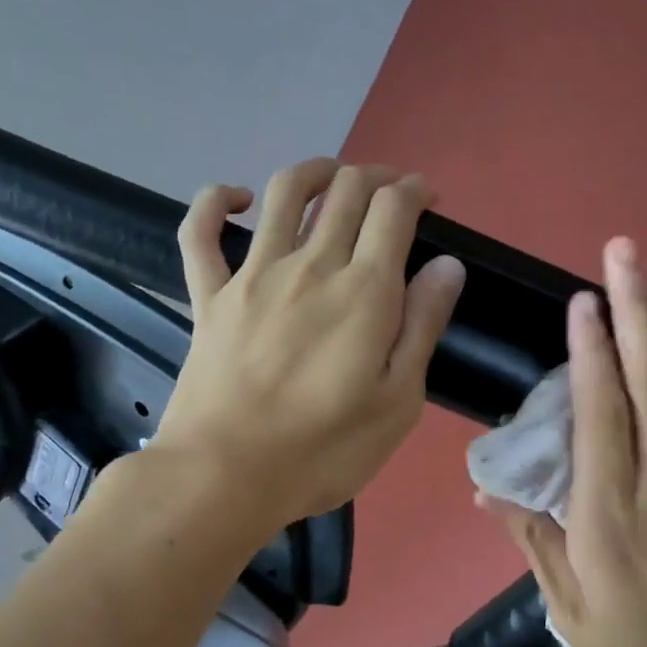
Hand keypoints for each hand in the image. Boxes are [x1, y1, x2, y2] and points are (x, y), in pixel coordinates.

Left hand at [152, 158, 465, 531]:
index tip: (428, 198)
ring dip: (316, 171)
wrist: (224, 475)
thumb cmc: (322, 450)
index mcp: (363, 291)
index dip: (415, 190)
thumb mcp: (397, 402)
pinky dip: (215, 201)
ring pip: (284, 193)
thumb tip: (446, 265)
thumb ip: (422, 326)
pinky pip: (199, 232)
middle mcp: (310, 266)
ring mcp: (252, 276)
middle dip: (377, 177)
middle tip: (392, 193)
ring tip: (334, 177)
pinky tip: (237, 199)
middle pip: (346, 191)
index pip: (393, 209)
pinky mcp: (208, 296)